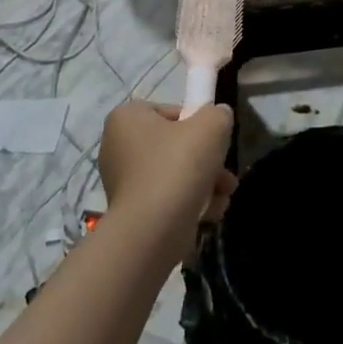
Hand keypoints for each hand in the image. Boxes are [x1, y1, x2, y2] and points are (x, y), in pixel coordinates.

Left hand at [98, 101, 235, 264]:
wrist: (153, 231)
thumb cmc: (177, 166)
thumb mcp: (211, 126)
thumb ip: (218, 114)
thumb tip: (218, 117)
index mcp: (127, 118)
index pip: (170, 112)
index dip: (197, 125)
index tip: (212, 141)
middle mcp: (117, 147)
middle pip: (175, 146)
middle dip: (206, 161)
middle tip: (225, 174)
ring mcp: (123, 183)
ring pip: (174, 175)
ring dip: (205, 183)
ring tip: (223, 196)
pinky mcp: (132, 213)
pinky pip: (166, 200)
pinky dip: (189, 204)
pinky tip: (210, 213)